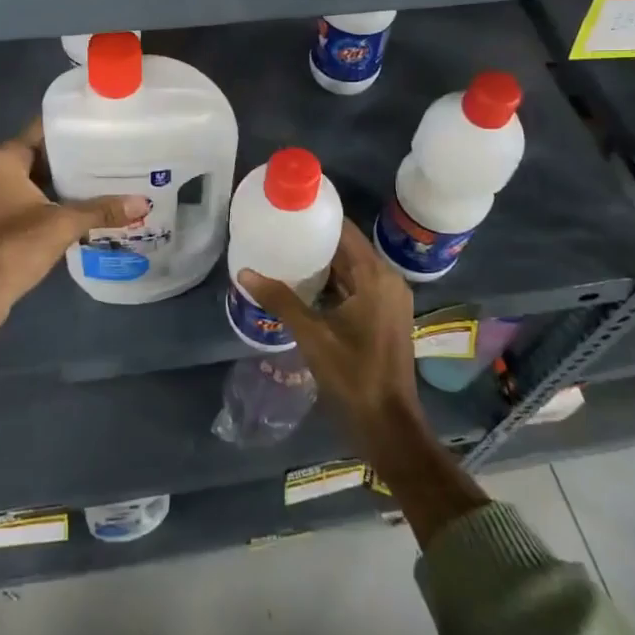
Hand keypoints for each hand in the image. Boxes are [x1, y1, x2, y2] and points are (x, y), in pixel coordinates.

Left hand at [0, 119, 148, 383]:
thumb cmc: (17, 244)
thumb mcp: (65, 223)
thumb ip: (102, 210)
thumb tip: (143, 203)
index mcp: (7, 158)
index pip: (44, 128)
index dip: (73, 126)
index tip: (104, 124)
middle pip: (45, 153)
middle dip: (77, 155)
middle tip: (115, 151)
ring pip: (42, 178)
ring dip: (69, 180)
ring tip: (110, 175)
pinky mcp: (5, 219)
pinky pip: (38, 198)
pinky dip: (59, 200)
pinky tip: (90, 204)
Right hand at [240, 221, 420, 437]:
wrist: (388, 423)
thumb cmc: (353, 375)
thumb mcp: (312, 335)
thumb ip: (280, 300)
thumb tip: (245, 272)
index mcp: (376, 277)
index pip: (346, 231)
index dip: (319, 218)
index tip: (290, 211)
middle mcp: (388, 281)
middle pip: (349, 249)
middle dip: (317, 242)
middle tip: (280, 233)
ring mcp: (389, 300)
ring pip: (353, 270)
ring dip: (324, 264)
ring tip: (286, 255)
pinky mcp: (385, 317)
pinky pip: (358, 287)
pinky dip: (334, 284)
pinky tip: (305, 287)